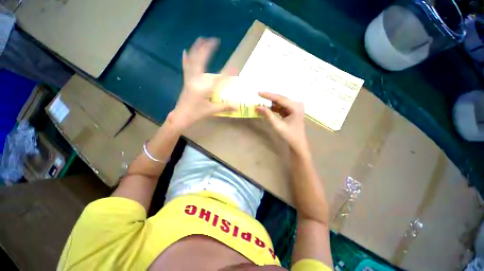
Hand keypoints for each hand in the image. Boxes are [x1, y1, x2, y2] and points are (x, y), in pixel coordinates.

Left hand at [169, 38, 234, 129]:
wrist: (181, 116)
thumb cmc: (196, 114)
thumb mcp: (212, 111)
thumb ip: (225, 107)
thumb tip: (238, 106)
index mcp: (204, 88)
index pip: (218, 78)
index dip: (228, 73)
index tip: (235, 67)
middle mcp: (196, 80)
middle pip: (202, 62)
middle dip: (208, 50)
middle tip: (215, 40)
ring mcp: (190, 79)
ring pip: (193, 61)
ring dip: (197, 49)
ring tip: (201, 39)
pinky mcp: (186, 81)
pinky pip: (186, 67)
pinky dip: (186, 59)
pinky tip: (184, 51)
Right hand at [256, 92, 308, 152]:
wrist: (297, 143)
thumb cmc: (289, 135)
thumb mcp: (277, 125)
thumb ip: (268, 115)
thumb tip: (257, 107)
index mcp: (295, 107)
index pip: (280, 99)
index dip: (268, 95)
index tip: (258, 93)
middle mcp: (297, 104)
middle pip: (280, 99)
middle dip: (269, 99)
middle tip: (258, 98)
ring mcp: (295, 107)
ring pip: (280, 103)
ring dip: (271, 104)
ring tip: (261, 105)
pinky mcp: (292, 110)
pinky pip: (281, 107)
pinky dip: (274, 108)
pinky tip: (267, 109)